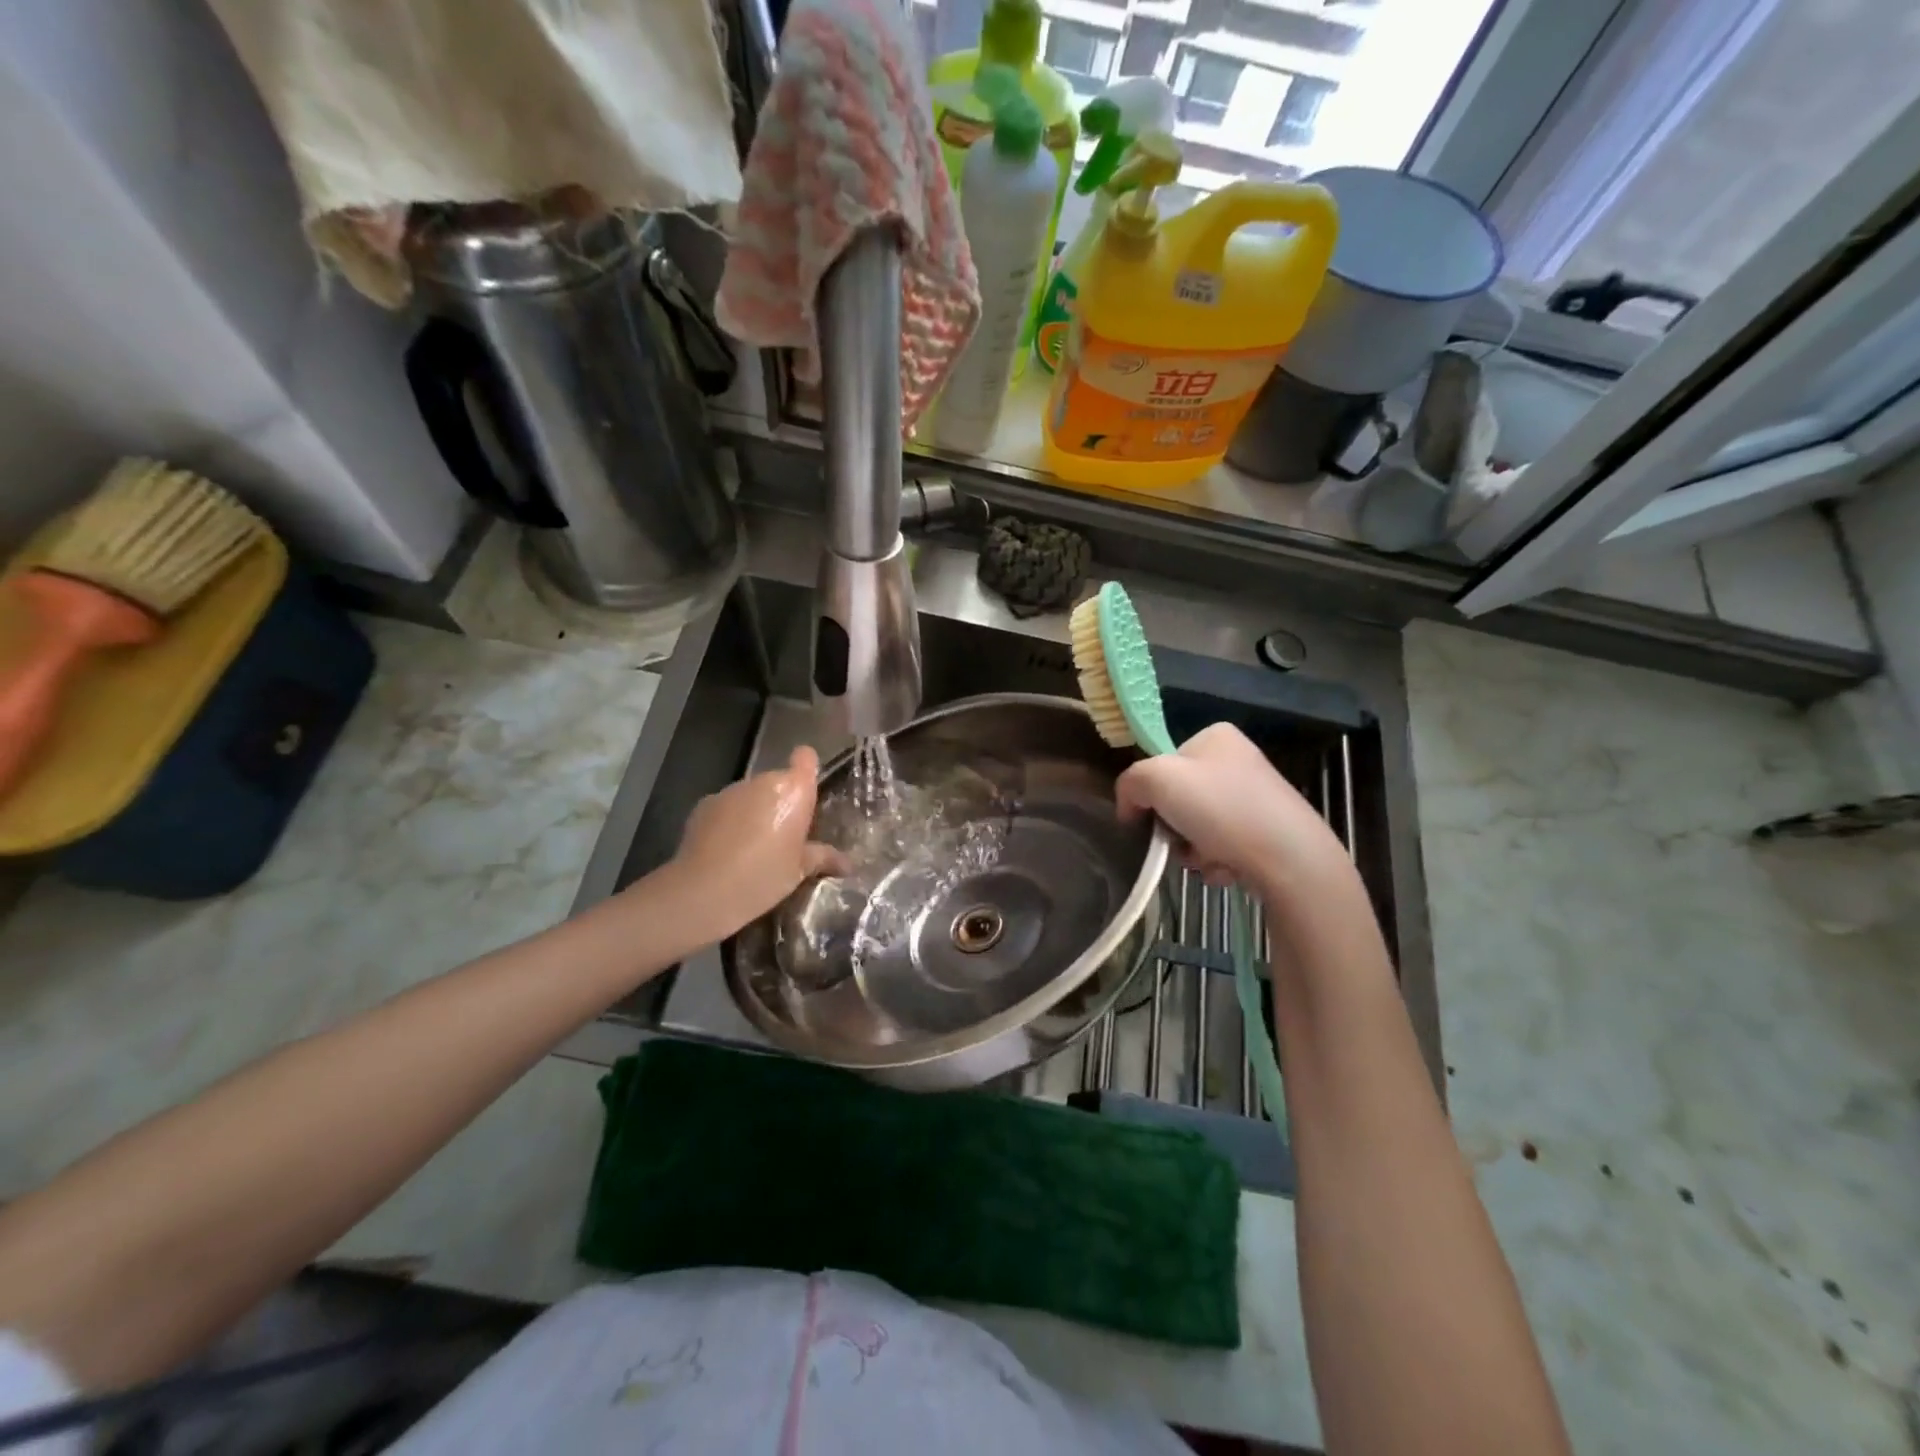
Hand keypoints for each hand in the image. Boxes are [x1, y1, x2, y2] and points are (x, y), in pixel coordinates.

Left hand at [662, 746, 847, 941]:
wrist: (702, 892)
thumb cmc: (762, 878)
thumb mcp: (799, 872)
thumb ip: (822, 858)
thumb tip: (847, 863)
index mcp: (793, 791)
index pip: (806, 758)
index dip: (807, 769)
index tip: (808, 791)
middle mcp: (762, 782)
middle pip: (779, 782)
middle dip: (782, 803)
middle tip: (785, 837)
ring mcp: (730, 791)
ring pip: (752, 795)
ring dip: (756, 811)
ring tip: (753, 848)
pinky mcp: (704, 805)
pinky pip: (727, 807)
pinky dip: (730, 821)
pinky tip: (727, 850)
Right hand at [1117, 723, 1355, 902]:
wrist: (1289, 858)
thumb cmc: (1220, 808)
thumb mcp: (1156, 779)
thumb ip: (1130, 783)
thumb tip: (1130, 808)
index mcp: (1214, 737)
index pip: (1162, 764)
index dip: (1150, 793)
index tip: (1151, 817)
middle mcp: (1237, 760)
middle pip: (1179, 799)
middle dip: (1174, 829)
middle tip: (1181, 843)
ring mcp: (1256, 796)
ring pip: (1198, 827)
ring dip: (1193, 850)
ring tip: (1207, 860)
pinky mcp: (1269, 831)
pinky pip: (1223, 846)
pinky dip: (1217, 861)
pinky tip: (1228, 868)